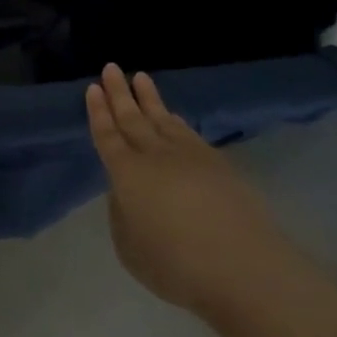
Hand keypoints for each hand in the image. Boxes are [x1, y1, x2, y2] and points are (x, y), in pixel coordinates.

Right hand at [86, 63, 301, 320]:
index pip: (107, 135)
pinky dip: (175, 120)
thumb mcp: (129, 248)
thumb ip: (122, 215)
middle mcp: (154, 155)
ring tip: (139, 78)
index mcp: (126, 173)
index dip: (98, 112)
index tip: (93, 88)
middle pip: (132, 118)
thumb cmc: (176, 265)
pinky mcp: (217, 164)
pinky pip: (187, 132)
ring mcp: (188, 156)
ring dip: (148, 98)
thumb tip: (127, 194)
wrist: (243, 268)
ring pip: (162, 119)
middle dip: (119, 92)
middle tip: (111, 68)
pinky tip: (172, 116)